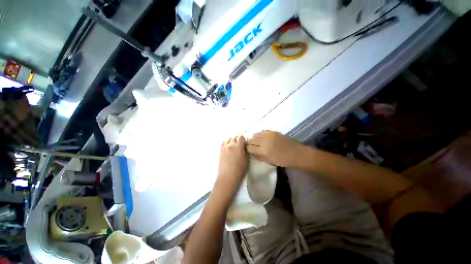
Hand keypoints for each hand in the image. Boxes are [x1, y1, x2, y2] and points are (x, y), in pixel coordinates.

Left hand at [216, 134, 248, 194]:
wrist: (227, 177)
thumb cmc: (239, 170)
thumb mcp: (246, 159)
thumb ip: (245, 150)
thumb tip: (244, 145)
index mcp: (238, 146)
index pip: (241, 137)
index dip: (243, 138)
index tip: (244, 142)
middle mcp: (230, 145)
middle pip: (234, 137)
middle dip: (237, 139)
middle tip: (239, 144)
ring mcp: (224, 147)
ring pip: (228, 139)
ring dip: (231, 141)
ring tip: (233, 146)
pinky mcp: (220, 151)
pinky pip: (223, 143)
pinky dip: (226, 144)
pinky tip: (228, 148)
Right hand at [248, 131, 303, 167]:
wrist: (296, 154)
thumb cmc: (283, 161)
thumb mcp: (269, 162)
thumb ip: (259, 157)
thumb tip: (252, 153)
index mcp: (263, 151)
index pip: (249, 148)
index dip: (248, 150)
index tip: (249, 151)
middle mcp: (264, 141)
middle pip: (251, 140)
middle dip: (250, 143)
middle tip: (252, 146)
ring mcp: (268, 135)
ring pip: (255, 134)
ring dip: (254, 138)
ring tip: (257, 142)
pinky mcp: (273, 131)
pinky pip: (262, 131)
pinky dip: (260, 134)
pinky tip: (262, 138)